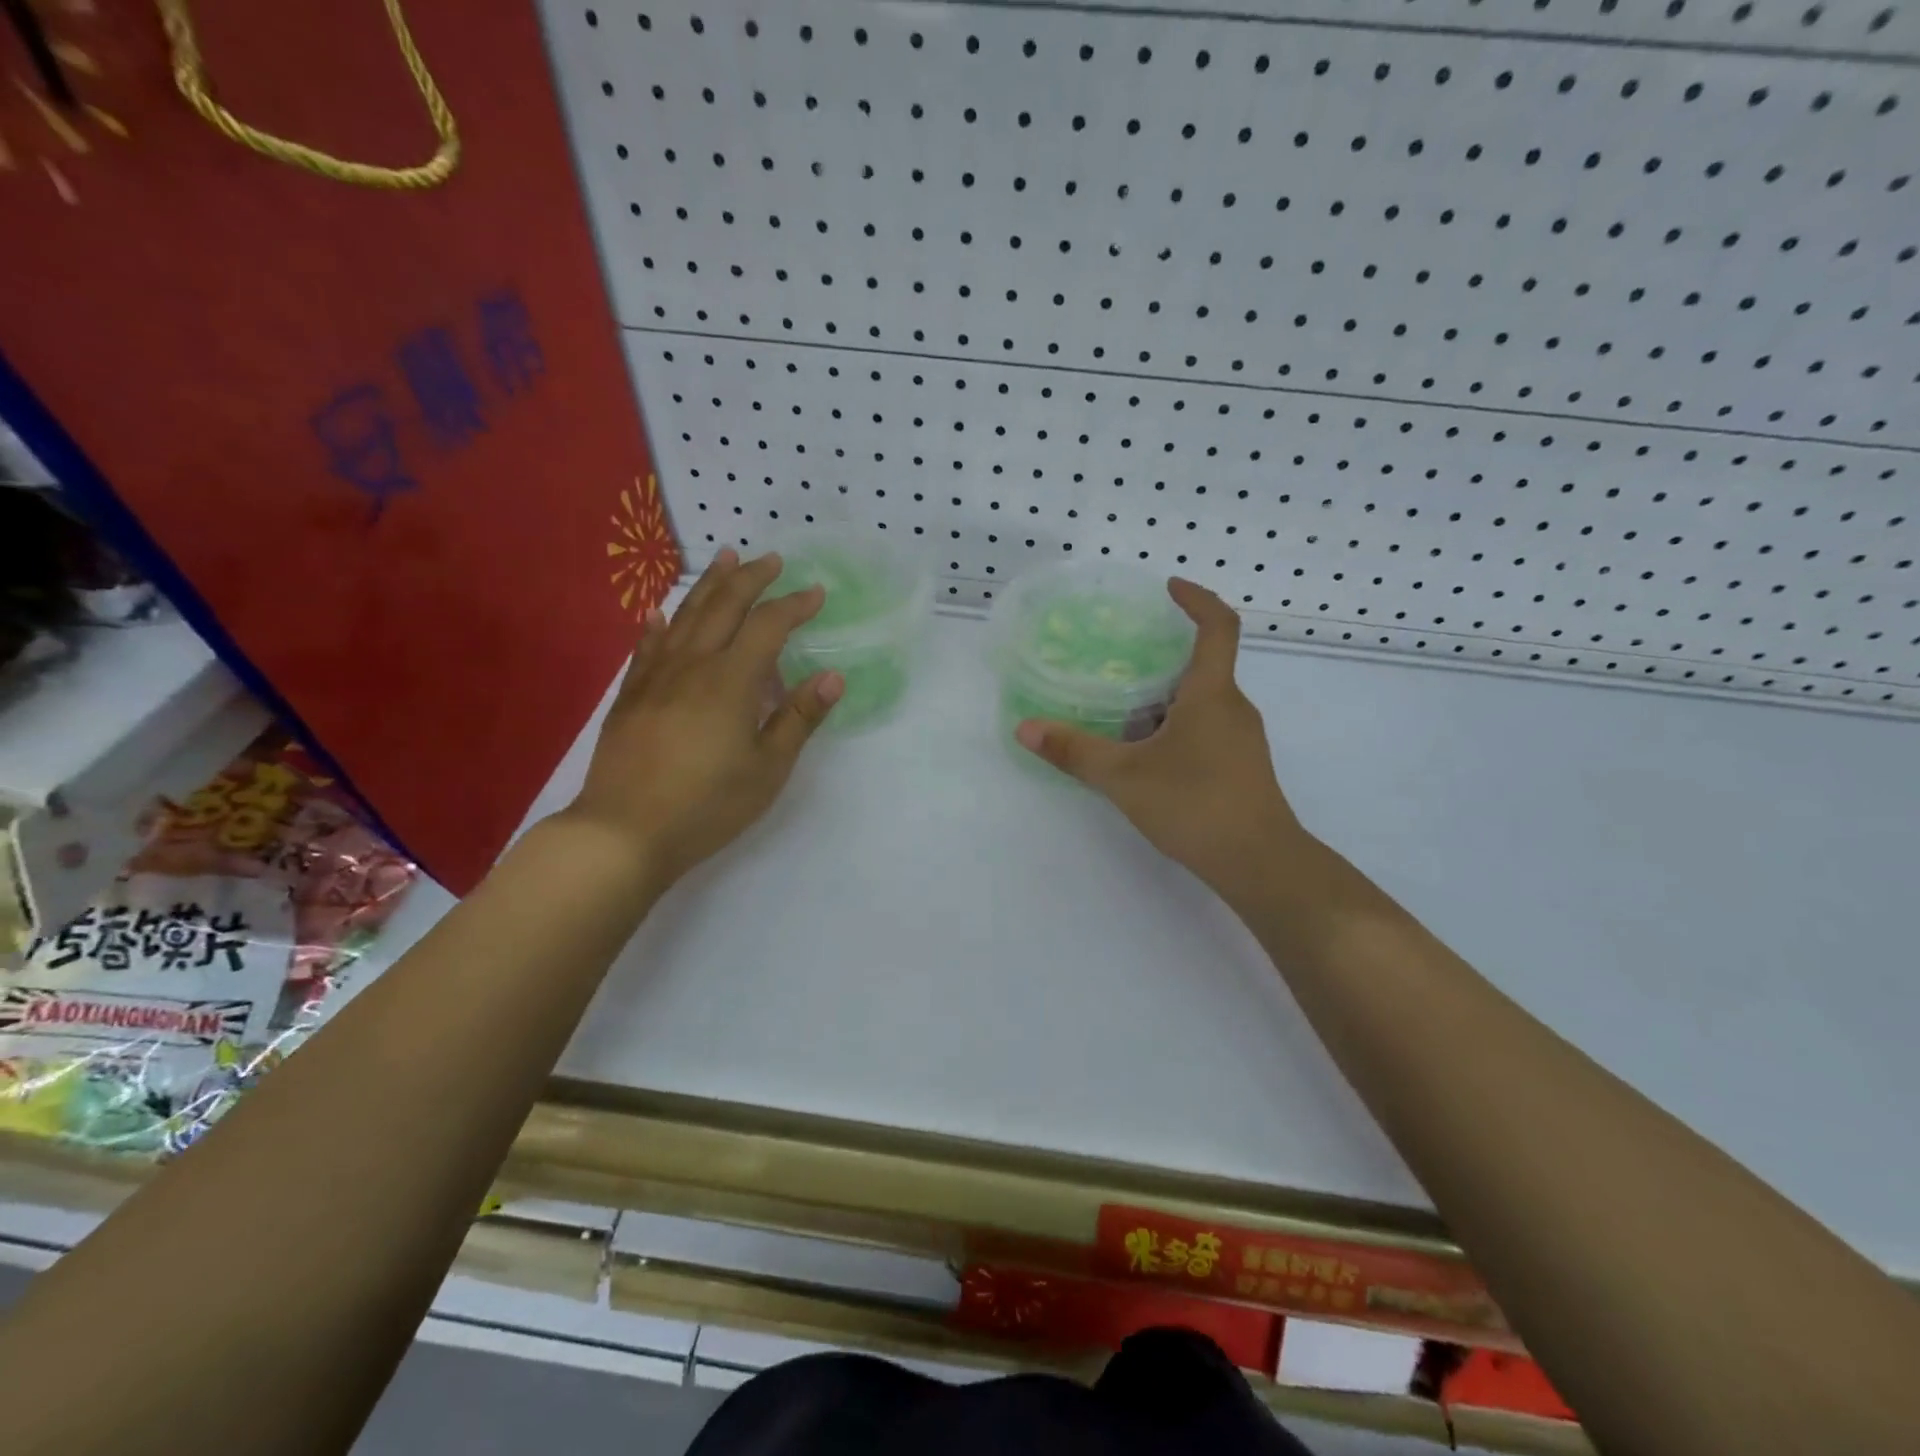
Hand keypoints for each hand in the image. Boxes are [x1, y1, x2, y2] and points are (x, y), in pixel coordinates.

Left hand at [561, 549, 842, 885]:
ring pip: (685, 616)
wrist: (625, 831)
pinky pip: (648, 645)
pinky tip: (661, 611)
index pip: (768, 626)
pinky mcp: (631, 695)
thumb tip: (832, 677)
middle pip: (723, 607)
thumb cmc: (708, 804)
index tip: (816, 593)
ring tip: (724, 558)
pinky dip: (660, 623)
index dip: (794, 605)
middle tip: (771, 559)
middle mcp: (693, 665)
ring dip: (709, 585)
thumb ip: (798, 718)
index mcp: (731, 681)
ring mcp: (656, 677)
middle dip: (751, 578)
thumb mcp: (768, 768)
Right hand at [1014, 578, 1312, 898]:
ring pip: (1201, 704)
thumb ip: (1074, 751)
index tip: (1169, 588)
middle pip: (1202, 667)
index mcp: (1212, 694)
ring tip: (1119, 712)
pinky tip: (1145, 757)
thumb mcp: (1124, 777)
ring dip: (1163, 700)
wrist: (1261, 864)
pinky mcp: (1241, 768)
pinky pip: (1205, 730)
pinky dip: (1174, 729)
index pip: (1218, 625)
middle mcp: (1233, 708)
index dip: (1197, 599)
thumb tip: (1025, 728)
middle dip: (1161, 660)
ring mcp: (1242, 740)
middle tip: (1117, 662)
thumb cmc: (1196, 805)